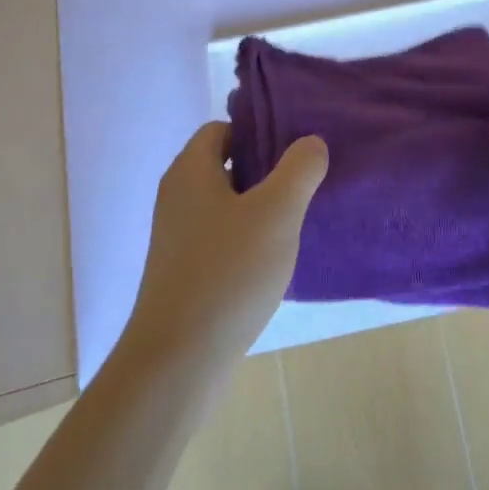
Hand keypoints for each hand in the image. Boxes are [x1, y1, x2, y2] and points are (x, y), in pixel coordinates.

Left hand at [121, 124, 329, 368]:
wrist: (177, 360)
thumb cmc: (228, 273)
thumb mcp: (277, 213)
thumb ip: (299, 169)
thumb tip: (310, 143)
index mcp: (190, 171)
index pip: (223, 129)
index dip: (258, 131)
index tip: (295, 149)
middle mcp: (177, 197)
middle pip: (225, 165)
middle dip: (265, 170)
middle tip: (304, 183)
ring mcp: (177, 236)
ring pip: (225, 203)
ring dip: (259, 206)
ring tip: (295, 221)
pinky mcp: (183, 270)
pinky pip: (220, 237)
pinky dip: (246, 238)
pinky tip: (272, 260)